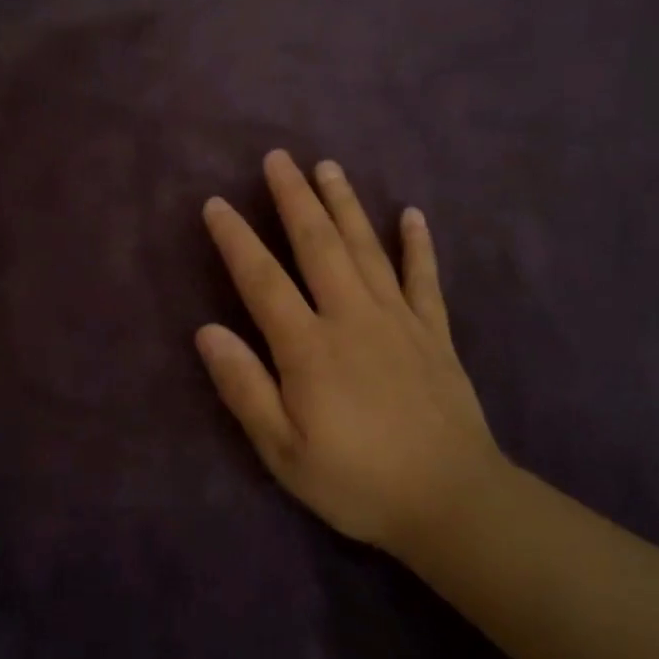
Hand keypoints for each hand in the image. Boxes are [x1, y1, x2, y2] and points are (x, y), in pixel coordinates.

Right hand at [198, 151, 508, 554]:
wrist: (451, 500)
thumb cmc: (357, 481)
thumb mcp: (283, 451)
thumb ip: (244, 388)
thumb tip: (207, 331)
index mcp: (309, 347)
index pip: (262, 280)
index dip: (235, 239)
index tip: (216, 204)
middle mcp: (352, 317)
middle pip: (318, 245)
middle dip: (294, 198)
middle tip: (278, 158)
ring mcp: (399, 320)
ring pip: (367, 248)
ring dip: (345, 204)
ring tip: (328, 166)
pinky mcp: (434, 333)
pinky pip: (425, 278)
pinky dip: (418, 244)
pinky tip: (412, 214)